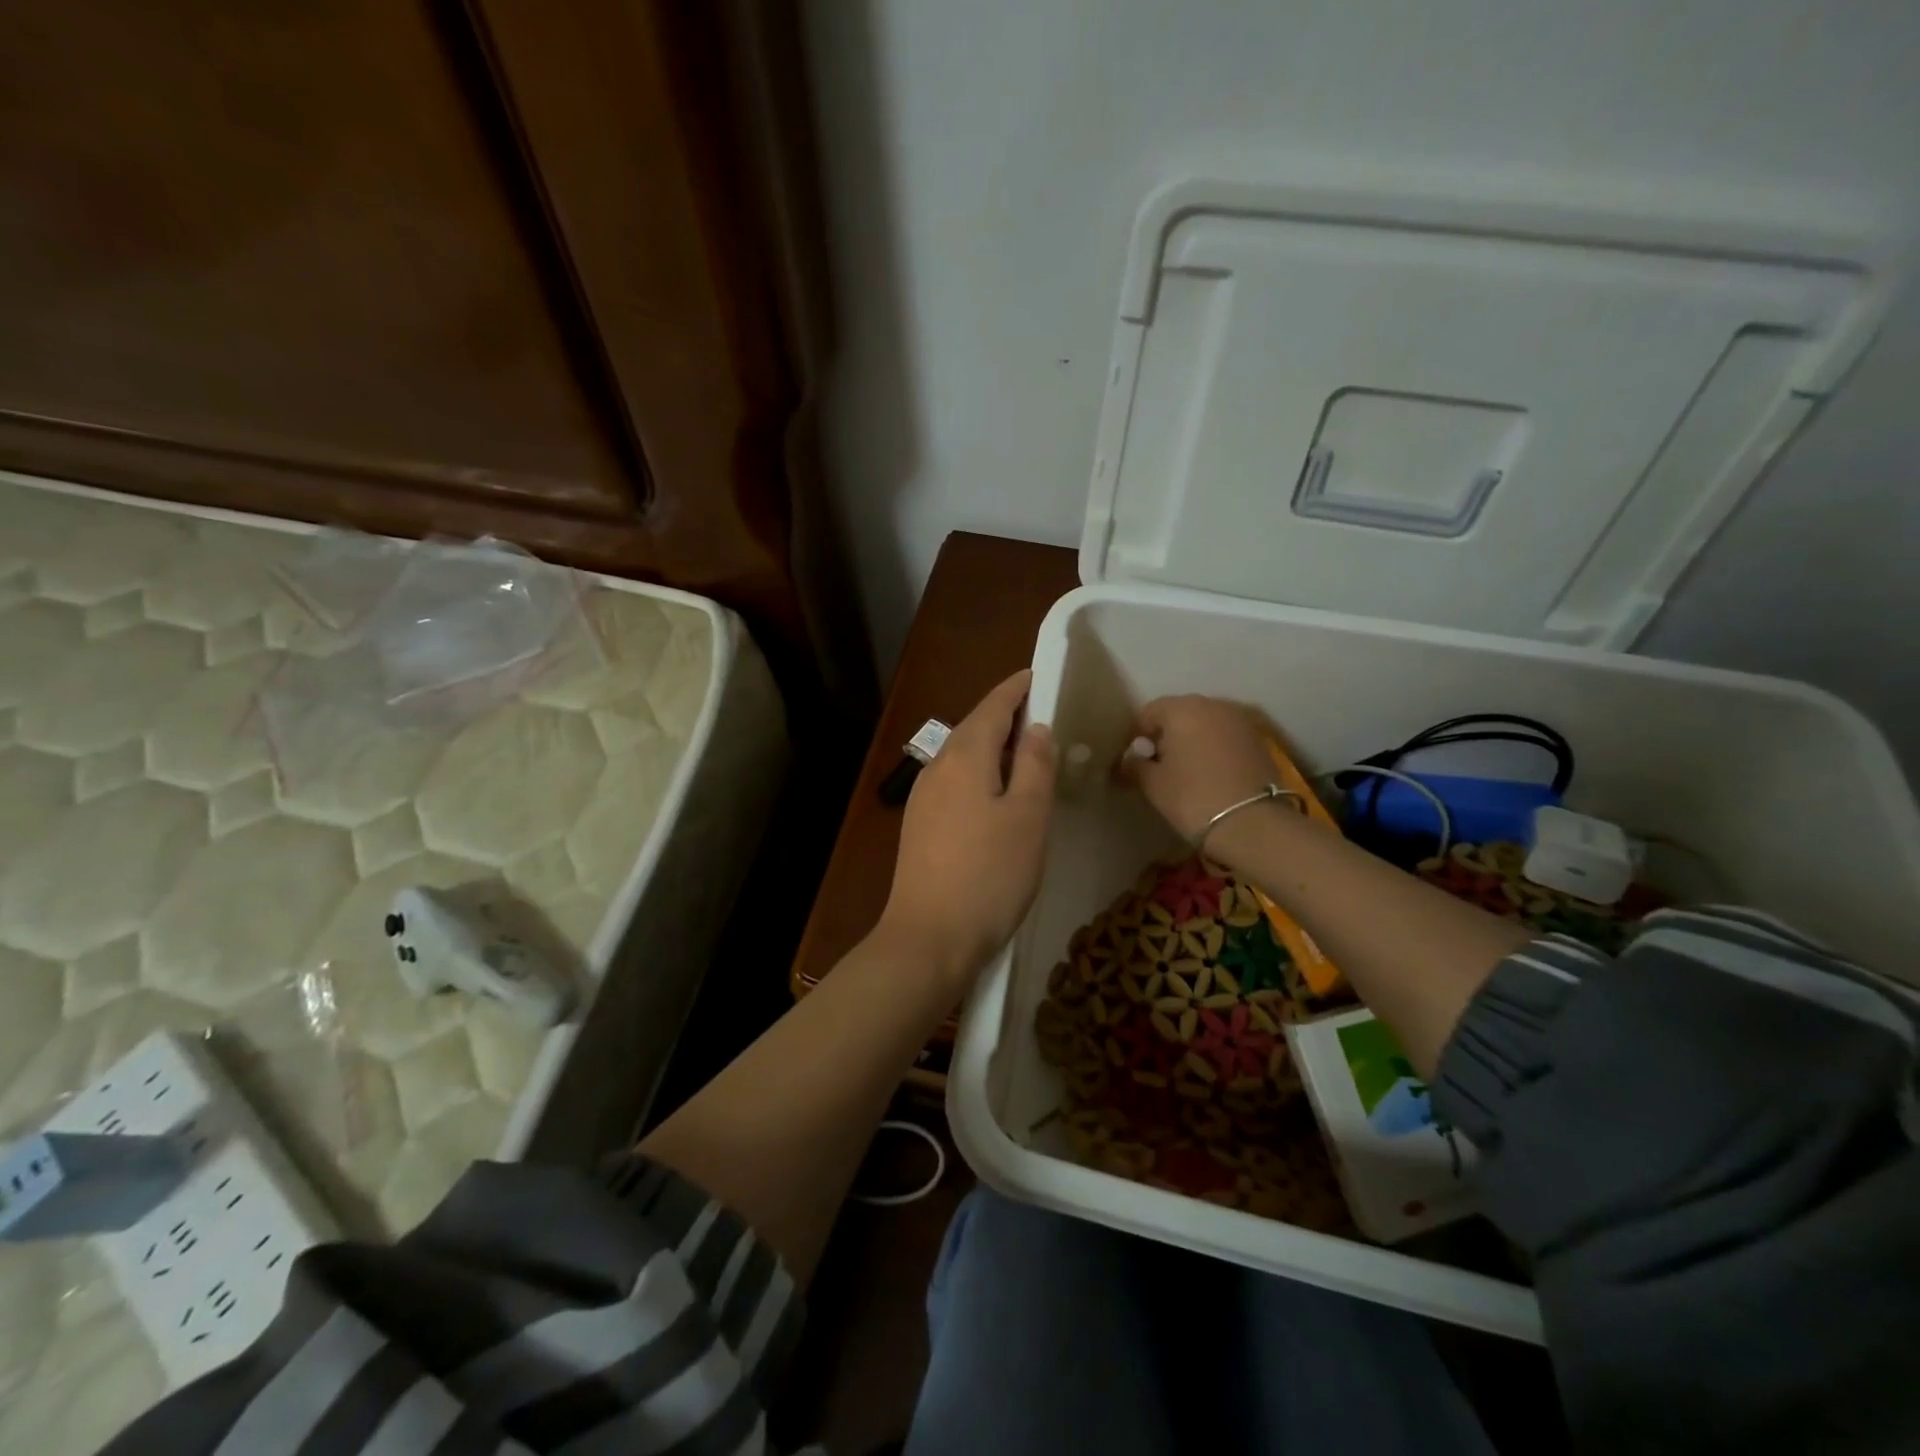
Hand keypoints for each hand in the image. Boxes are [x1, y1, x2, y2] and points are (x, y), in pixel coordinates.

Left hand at [879, 671, 1056, 988]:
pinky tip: (996, 795)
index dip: (1017, 688)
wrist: (930, 937)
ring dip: (993, 747)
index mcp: (964, 756)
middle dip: (1006, 716)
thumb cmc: (989, 874)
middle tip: (1042, 715)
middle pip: (975, 728)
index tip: (1038, 675)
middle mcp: (936, 768)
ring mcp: (923, 798)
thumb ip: (1034, 765)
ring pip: (963, 757)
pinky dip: (980, 774)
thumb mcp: (1028, 816)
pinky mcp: (920, 826)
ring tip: (1025, 753)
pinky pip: (955, 782)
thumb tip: (1035, 728)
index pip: (993, 706)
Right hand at [1122, 695, 1277, 850]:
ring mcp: (1240, 721)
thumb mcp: (1153, 784)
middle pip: (1179, 714)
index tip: (1134, 760)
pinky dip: (1214, 748)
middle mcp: (1213, 705)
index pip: (1149, 712)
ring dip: (1192, 741)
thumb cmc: (1193, 797)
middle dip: (1166, 735)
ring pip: (1205, 724)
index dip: (1137, 735)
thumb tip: (1129, 760)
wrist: (1253, 823)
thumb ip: (1135, 765)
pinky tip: (1210, 774)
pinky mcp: (1258, 740)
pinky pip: (1225, 737)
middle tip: (1158, 765)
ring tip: (1185, 771)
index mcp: (1182, 709)